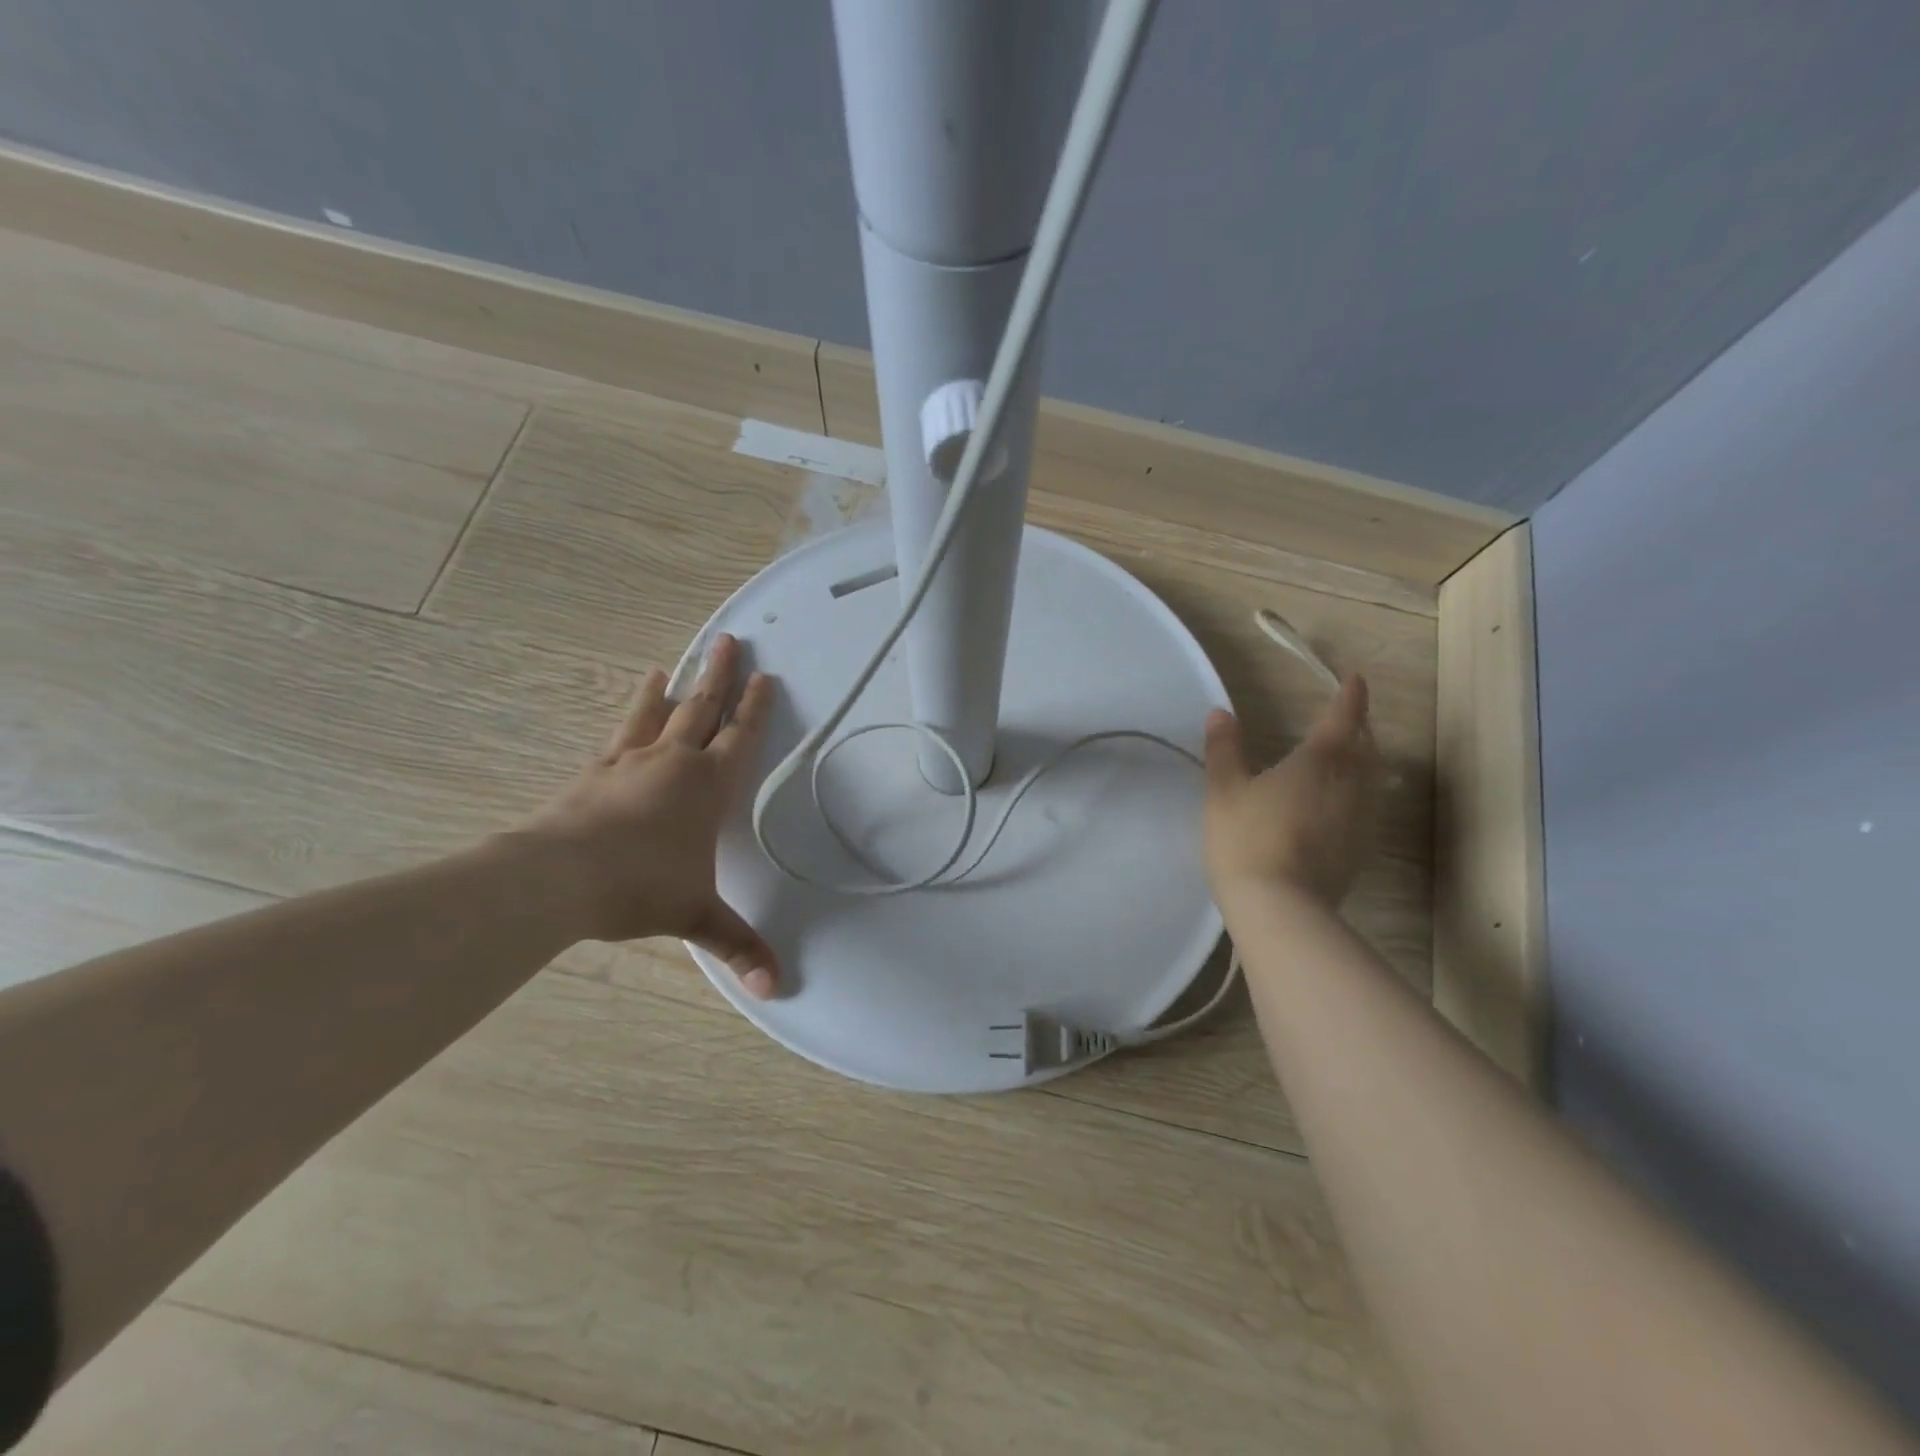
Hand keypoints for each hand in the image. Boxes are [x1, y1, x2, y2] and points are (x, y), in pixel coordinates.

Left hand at [518, 634, 778, 997]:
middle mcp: (673, 763)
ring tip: (681, 659)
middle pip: (703, 709)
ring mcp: (630, 761)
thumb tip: (776, 989)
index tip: (766, 678)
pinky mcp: (594, 770)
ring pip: (660, 712)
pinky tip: (636, 698)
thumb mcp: (695, 917)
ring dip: (676, 685)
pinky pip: (621, 731)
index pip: (740, 738)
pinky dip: (634, 709)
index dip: (756, 709)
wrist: (558, 877)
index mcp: (707, 787)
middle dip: (720, 675)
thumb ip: (737, 946)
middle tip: (730, 641)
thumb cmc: (640, 888)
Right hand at [1202, 674, 1380, 911]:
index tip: (1354, 679)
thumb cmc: (1247, 839)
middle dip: (1359, 728)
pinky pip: (1367, 808)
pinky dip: (1358, 793)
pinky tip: (1339, 804)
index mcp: (1319, 761)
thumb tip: (1220, 713)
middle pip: (1367, 747)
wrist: (1279, 908)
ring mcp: (1361, 820)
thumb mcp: (1223, 791)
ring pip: (1372, 779)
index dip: (1351, 696)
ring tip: (1346, 757)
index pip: (1343, 718)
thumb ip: (1224, 749)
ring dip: (1363, 761)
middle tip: (1345, 719)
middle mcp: (1350, 784)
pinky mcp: (1360, 850)